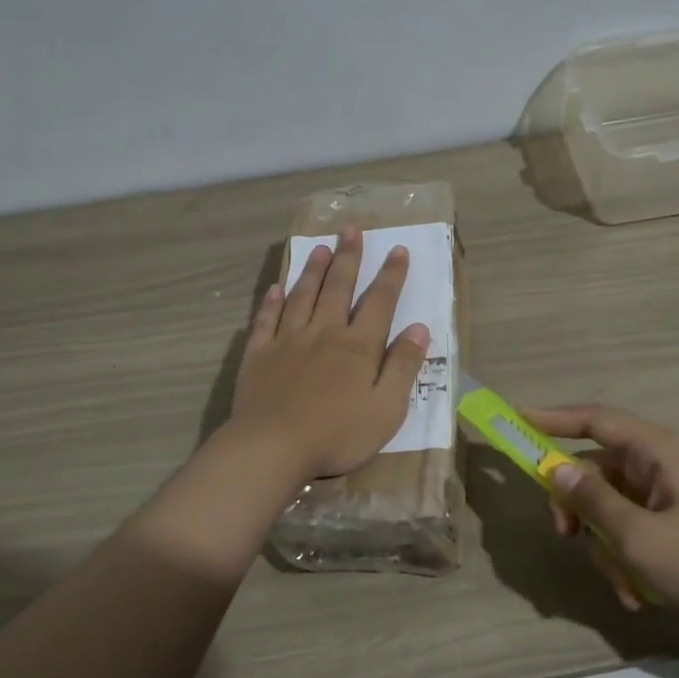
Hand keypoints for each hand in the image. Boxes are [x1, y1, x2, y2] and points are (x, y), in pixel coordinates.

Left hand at [227, 227, 430, 484]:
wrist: (272, 447)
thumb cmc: (337, 435)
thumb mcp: (387, 409)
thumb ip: (403, 367)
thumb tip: (419, 328)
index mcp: (358, 346)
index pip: (379, 301)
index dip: (391, 275)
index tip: (397, 250)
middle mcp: (324, 333)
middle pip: (338, 287)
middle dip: (348, 257)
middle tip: (351, 230)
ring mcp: (287, 341)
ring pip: (302, 296)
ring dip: (312, 270)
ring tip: (320, 247)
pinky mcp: (259, 355)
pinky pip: (266, 320)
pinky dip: (271, 302)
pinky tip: (276, 288)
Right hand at [527, 404, 678, 631]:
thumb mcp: (638, 535)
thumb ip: (593, 500)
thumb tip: (556, 469)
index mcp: (659, 452)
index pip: (597, 420)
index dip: (555, 418)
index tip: (519, 419)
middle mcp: (659, 465)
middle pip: (595, 469)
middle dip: (578, 507)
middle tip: (564, 534)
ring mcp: (663, 495)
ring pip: (606, 505)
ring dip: (604, 544)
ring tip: (622, 582)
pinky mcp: (667, 522)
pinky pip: (626, 528)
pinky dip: (622, 557)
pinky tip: (635, 592)